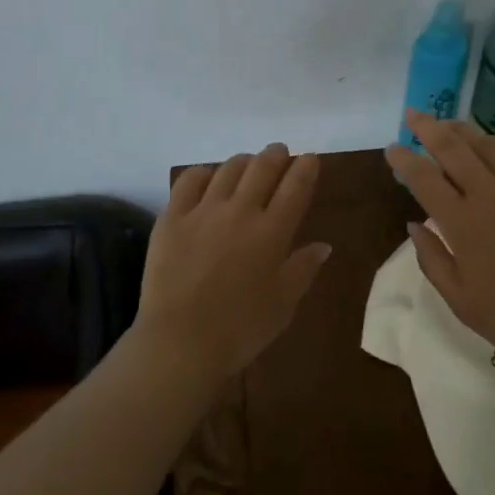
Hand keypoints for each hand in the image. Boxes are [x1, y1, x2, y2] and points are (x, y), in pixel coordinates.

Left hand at [135, 144, 331, 382]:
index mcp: (272, 232)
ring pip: (228, 169)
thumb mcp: (283, 304)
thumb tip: (323, 245)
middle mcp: (240, 211)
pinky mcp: (171, 218)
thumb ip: (303, 269)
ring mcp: (203, 211)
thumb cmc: (240, 330)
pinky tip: (208, 177)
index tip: (309, 159)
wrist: (180, 342)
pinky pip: (189, 181)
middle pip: (262, 168)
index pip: (295, 187)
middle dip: (276, 154)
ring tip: (247, 163)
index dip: (305, 168)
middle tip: (279, 152)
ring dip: (243, 161)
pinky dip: (203, 173)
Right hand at [384, 111, 494, 371]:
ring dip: (463, 130)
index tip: (391, 148)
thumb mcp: (462, 303)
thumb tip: (412, 224)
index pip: (424, 180)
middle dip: (428, 127)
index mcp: (464, 225)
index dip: (404, 160)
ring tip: (447, 123)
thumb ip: (433, 261)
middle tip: (413, 114)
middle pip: (453, 149)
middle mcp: (491, 196)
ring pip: (488, 145)